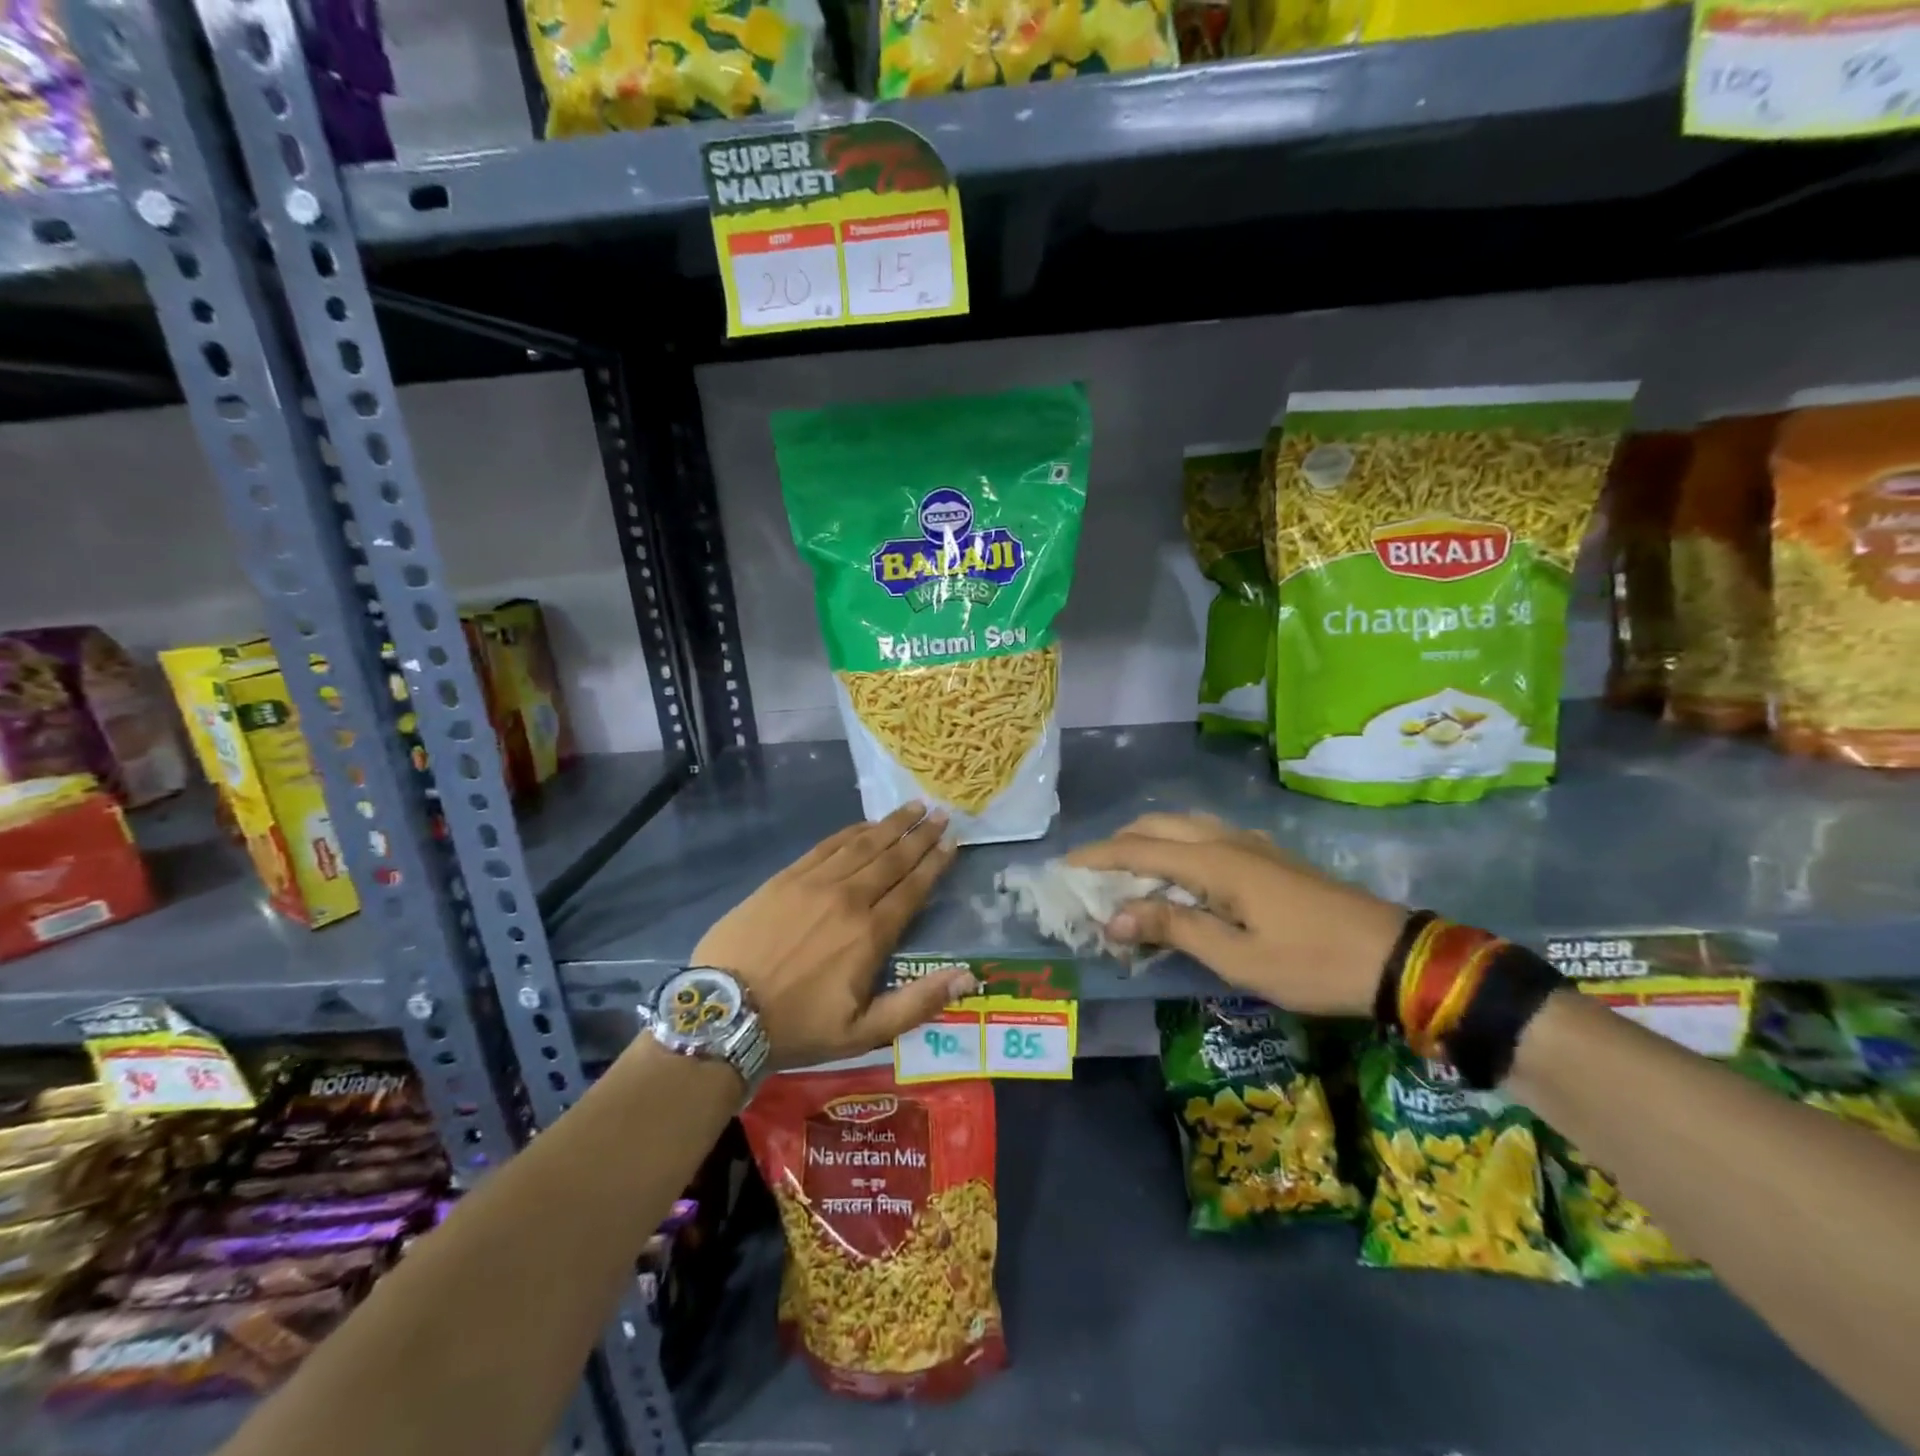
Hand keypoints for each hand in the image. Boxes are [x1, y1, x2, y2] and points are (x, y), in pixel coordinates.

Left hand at [691, 803, 974, 1068]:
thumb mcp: (864, 1033)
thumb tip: (968, 977)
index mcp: (870, 934)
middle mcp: (848, 898)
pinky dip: (850, 832)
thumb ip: (918, 1003)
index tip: (952, 841)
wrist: (724, 1014)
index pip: (912, 888)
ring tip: (913, 807)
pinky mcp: (785, 878)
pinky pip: (826, 846)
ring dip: (891, 825)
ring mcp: (814, 883)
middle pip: (892, 858)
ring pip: (862, 845)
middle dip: (920, 835)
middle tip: (941, 813)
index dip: (935, 863)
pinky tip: (865, 824)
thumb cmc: (799, 1027)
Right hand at [1066, 812, 1407, 1015]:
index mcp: (1215, 862)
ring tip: (1129, 872)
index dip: (1098, 856)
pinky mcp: (1268, 856)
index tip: (1064, 866)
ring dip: (1149, 841)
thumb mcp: (1237, 958)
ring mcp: (1251, 844)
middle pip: (1158, 825)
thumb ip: (1172, 928)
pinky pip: (1206, 837)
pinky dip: (1177, 846)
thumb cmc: (1311, 963)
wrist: (1393, 957)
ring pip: (1184, 826)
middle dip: (1119, 843)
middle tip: (1093, 873)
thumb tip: (1112, 917)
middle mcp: (1227, 841)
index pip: (1139, 849)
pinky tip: (1180, 874)